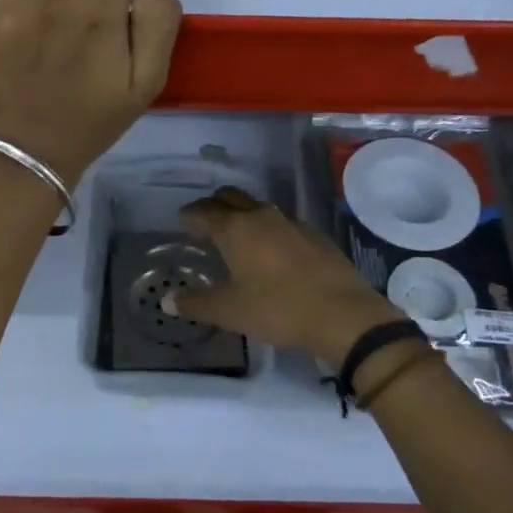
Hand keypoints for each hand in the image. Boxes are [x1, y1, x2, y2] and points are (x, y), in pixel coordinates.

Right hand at [164, 188, 404, 369]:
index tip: (182, 223)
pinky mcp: (315, 237)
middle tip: (204, 223)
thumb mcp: (230, 311)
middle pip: (231, 197)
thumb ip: (196, 303)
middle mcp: (262, 216)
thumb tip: (168, 301)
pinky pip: (282, 224)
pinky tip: (271, 253)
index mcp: (236, 228)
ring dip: (242, 216)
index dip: (190, 215)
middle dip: (214, 205)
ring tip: (236, 238)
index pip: (204, 211)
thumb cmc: (278, 309)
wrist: (344, 315)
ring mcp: (292, 224)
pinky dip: (268, 230)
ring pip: (259, 208)